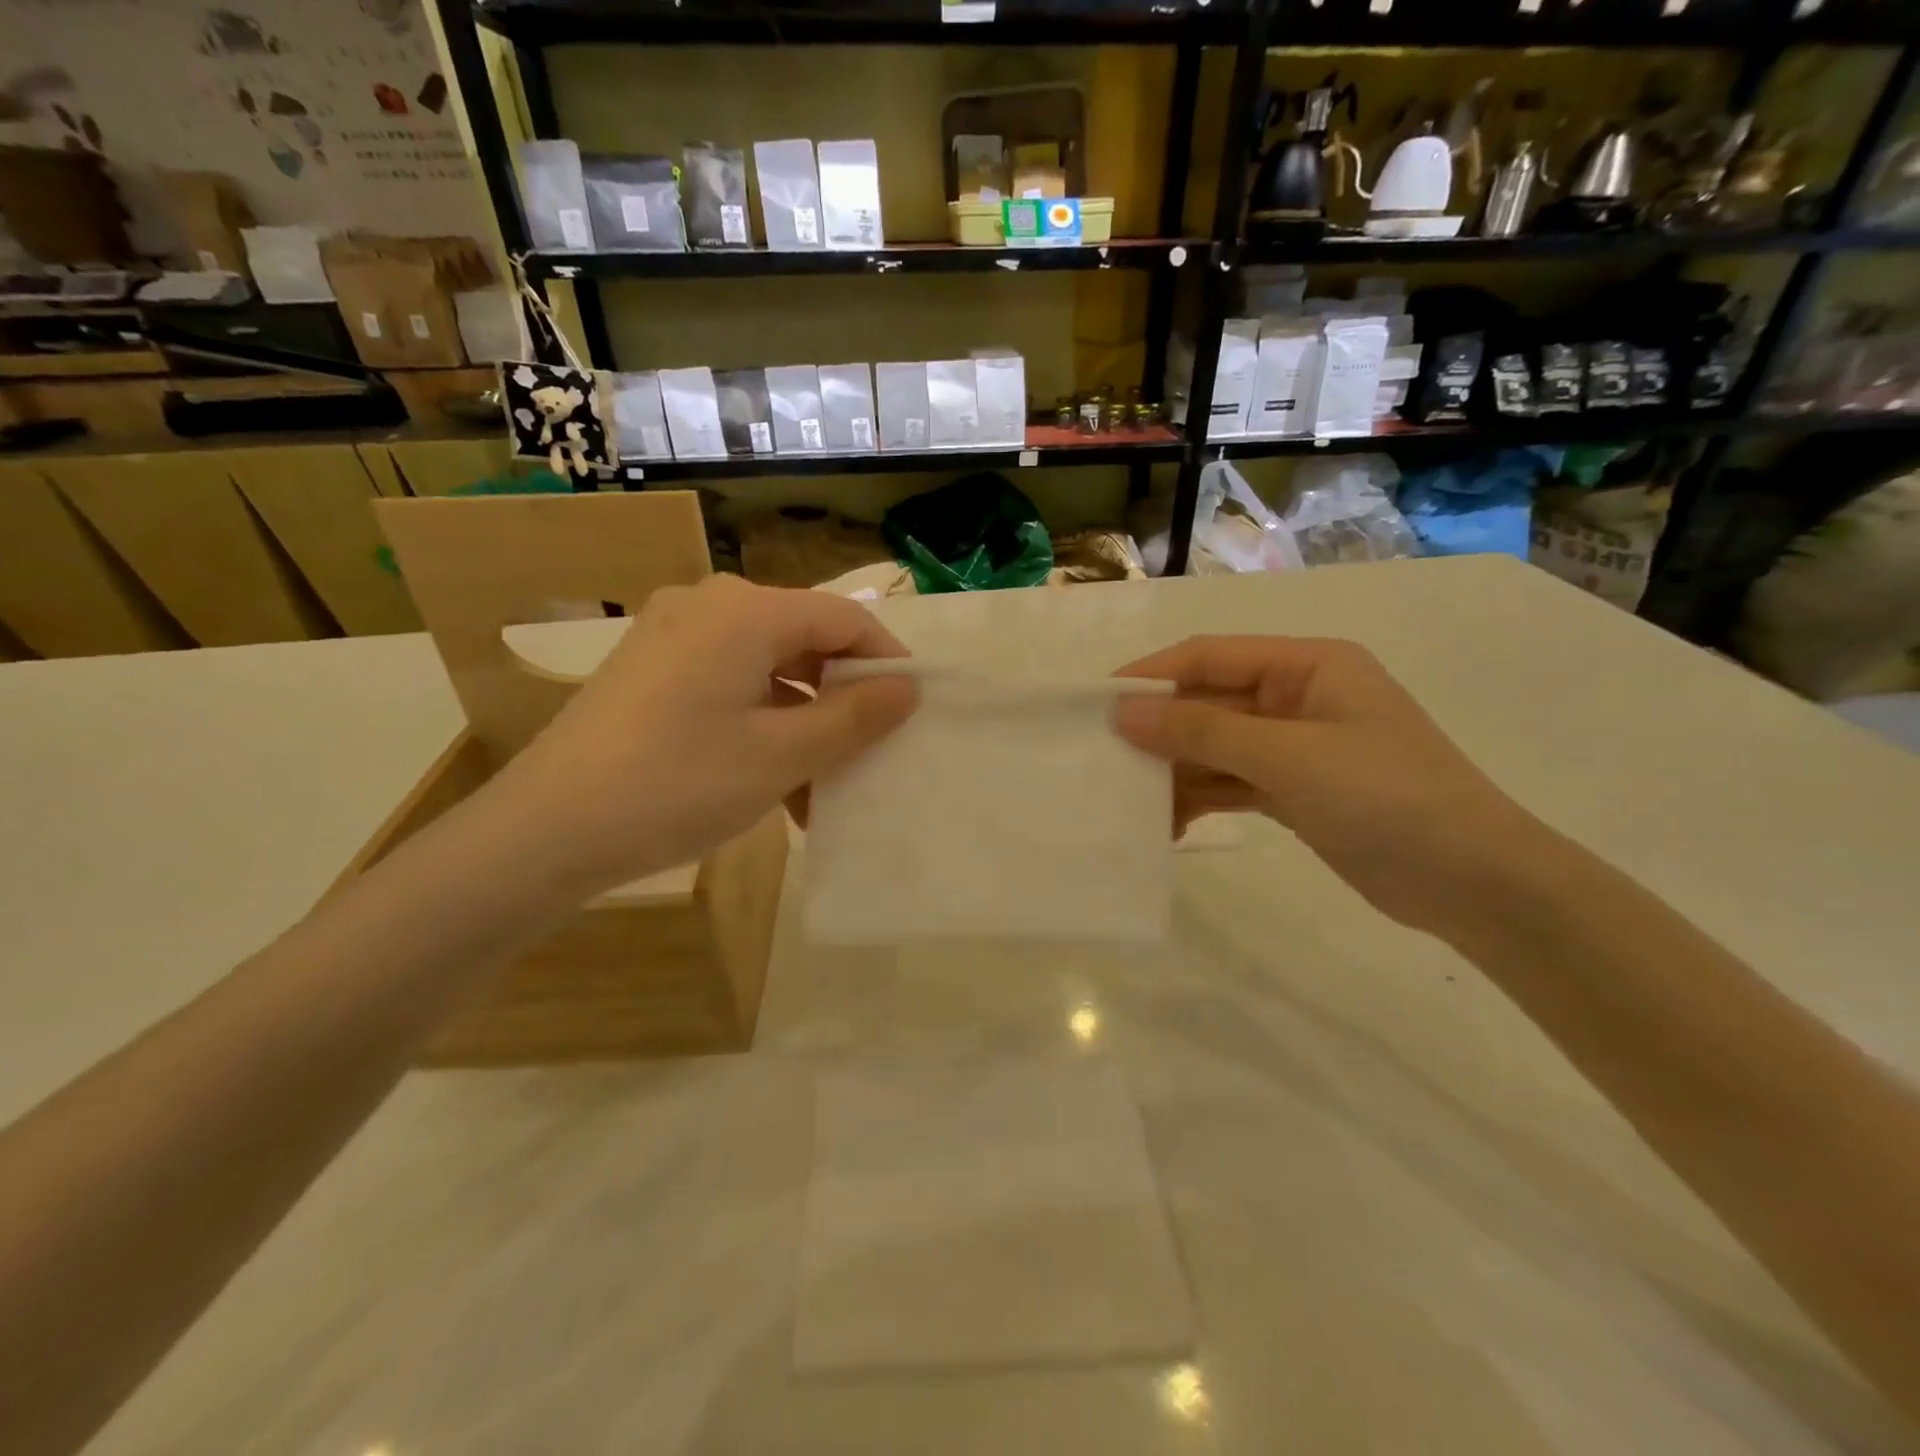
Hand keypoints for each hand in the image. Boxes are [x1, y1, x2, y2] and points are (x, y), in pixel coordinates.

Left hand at [489, 576, 915, 898]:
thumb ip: (854, 716)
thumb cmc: (679, 783)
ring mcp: (673, 636)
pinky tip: (771, 784)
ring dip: (802, 724)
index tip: (911, 710)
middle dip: (841, 700)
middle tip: (866, 755)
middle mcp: (709, 606)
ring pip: (767, 670)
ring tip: (818, 789)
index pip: (843, 617)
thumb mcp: (782, 754)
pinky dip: (760, 726)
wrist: (547, 831)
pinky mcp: (651, 670)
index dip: (885, 660)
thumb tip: (907, 688)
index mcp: (746, 611)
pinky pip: (728, 685)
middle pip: (804, 641)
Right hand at [1113, 636, 1549, 935]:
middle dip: (1160, 731)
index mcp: (1306, 665)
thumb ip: (1201, 732)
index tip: (1097, 706)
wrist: (1475, 884)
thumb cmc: (1385, 798)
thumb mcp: (1287, 757)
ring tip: (1131, 803)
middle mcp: (1298, 697)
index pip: (1210, 657)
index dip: (1152, 676)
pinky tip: (1169, 825)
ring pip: (1216, 747)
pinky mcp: (1296, 791)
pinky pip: (1232, 783)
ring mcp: (1297, 747)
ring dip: (1176, 772)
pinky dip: (1201, 799)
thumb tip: (1122, 712)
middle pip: (1209, 703)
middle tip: (1105, 761)